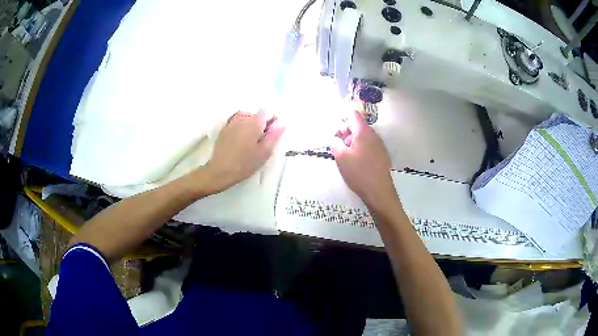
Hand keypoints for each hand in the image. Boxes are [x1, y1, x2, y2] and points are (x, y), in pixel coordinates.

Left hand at [202, 110, 283, 192]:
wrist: (221, 171)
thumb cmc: (245, 163)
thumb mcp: (264, 152)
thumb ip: (274, 135)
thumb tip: (280, 123)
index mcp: (254, 123)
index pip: (267, 112)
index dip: (272, 120)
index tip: (272, 132)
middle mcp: (242, 119)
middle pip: (255, 114)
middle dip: (261, 123)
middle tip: (262, 139)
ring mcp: (230, 123)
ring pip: (244, 116)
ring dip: (250, 122)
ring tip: (251, 137)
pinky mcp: (223, 130)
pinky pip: (234, 121)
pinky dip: (239, 125)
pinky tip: (240, 138)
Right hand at [331, 110, 394, 206]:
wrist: (379, 192)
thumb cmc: (359, 173)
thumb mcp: (341, 157)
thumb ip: (334, 143)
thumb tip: (334, 137)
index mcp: (363, 132)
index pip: (352, 114)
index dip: (341, 116)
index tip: (333, 126)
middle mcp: (373, 135)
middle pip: (358, 125)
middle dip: (345, 130)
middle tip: (336, 143)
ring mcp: (379, 145)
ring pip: (363, 136)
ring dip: (352, 140)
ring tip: (344, 154)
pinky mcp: (382, 155)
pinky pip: (368, 145)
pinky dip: (360, 148)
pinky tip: (355, 161)